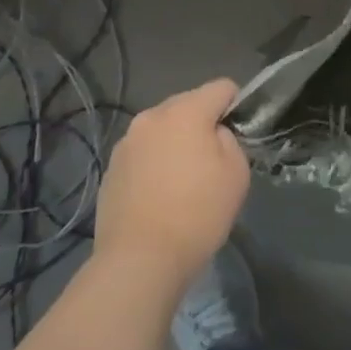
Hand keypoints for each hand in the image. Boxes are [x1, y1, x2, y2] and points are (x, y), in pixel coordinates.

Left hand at [94, 78, 250, 292]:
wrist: (138, 262)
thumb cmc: (196, 214)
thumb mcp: (236, 174)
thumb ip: (230, 140)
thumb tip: (214, 134)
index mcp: (186, 111)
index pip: (222, 87)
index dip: (235, 105)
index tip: (239, 133)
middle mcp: (152, 116)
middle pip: (188, 104)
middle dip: (202, 123)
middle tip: (211, 160)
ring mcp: (126, 142)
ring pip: (162, 129)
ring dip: (175, 143)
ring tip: (181, 180)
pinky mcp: (111, 169)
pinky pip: (142, 153)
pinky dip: (154, 163)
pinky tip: (158, 196)